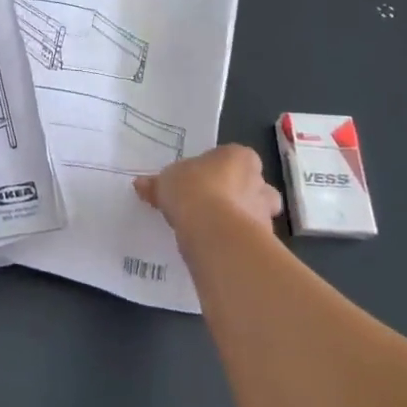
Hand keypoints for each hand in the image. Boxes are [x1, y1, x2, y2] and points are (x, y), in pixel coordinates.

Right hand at [135, 145, 281, 235]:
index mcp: (240, 157)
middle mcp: (259, 182)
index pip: (235, 158)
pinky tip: (216, 249)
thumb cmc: (192, 190)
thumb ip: (156, 183)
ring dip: (240, 222)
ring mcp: (265, 213)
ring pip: (257, 215)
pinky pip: (250, 240)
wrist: (214, 231)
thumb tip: (141, 185)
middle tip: (213, 207)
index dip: (219, 170)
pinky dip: (236, 243)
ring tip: (213, 232)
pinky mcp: (264, 242)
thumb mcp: (165, 182)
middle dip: (240, 196)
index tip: (201, 182)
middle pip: (254, 187)